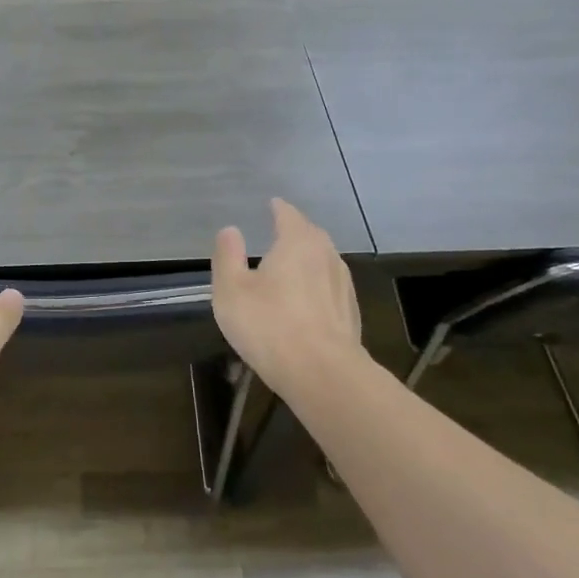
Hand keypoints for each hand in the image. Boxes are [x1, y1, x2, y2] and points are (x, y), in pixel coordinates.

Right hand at [212, 198, 362, 396]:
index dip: (278, 208)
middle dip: (296, 231)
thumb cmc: (269, 325)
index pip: (288, 215)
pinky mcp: (350, 313)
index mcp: (297, 242)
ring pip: (323, 261)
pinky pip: (330, 287)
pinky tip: (308, 299)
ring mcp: (343, 284)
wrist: (322, 372)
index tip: (272, 204)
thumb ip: (228, 256)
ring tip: (293, 264)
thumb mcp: (231, 289)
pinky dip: (317, 285)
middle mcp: (326, 255)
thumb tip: (230, 230)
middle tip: (280, 232)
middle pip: (311, 235)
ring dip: (308, 259)